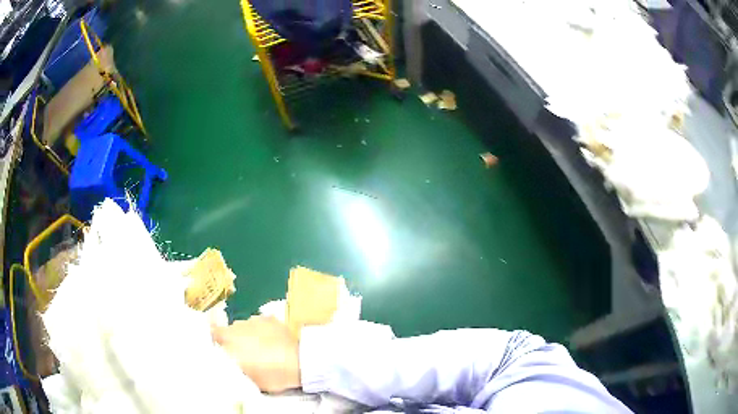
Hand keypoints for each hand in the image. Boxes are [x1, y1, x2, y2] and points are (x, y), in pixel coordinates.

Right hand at [212, 316, 300, 392]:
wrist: (300, 362)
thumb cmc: (274, 375)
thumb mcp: (249, 379)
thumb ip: (234, 369)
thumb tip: (228, 366)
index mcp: (229, 344)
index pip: (211, 336)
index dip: (213, 342)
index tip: (218, 350)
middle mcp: (236, 329)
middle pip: (225, 332)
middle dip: (229, 340)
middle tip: (239, 352)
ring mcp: (252, 321)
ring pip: (241, 327)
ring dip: (244, 335)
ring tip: (257, 347)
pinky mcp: (267, 318)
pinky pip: (257, 323)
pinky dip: (259, 330)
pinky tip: (268, 340)